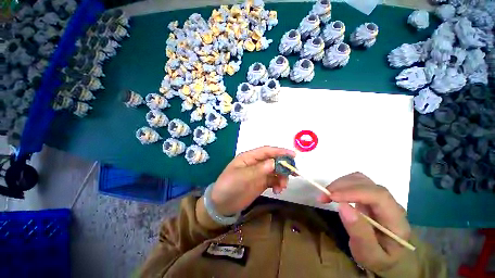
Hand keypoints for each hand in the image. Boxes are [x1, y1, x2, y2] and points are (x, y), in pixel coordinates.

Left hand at [211, 146, 294, 215]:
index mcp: (249, 157)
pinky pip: (273, 180)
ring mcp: (259, 173)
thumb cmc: (229, 187)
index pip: (267, 151)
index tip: (293, 155)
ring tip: (281, 187)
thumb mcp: (242, 177)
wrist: (221, 205)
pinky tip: (277, 191)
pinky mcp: (261, 183)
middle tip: (294, 173)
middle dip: (284, 165)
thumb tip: (275, 162)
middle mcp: (256, 163)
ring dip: (282, 177)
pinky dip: (278, 184)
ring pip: (275, 170)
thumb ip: (259, 169)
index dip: (280, 151)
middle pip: (273, 160)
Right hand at [318, 172, 410, 272]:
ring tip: (326, 195)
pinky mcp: (369, 195)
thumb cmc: (377, 258)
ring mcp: (380, 198)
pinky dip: (341, 185)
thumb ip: (360, 233)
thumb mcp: (369, 255)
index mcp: (396, 220)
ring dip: (340, 184)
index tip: (332, 196)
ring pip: (360, 179)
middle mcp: (390, 204)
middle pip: (367, 184)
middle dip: (342, 187)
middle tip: (323, 197)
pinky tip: (333, 194)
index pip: (378, 196)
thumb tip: (343, 206)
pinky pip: (355, 182)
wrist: (383, 255)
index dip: (353, 192)